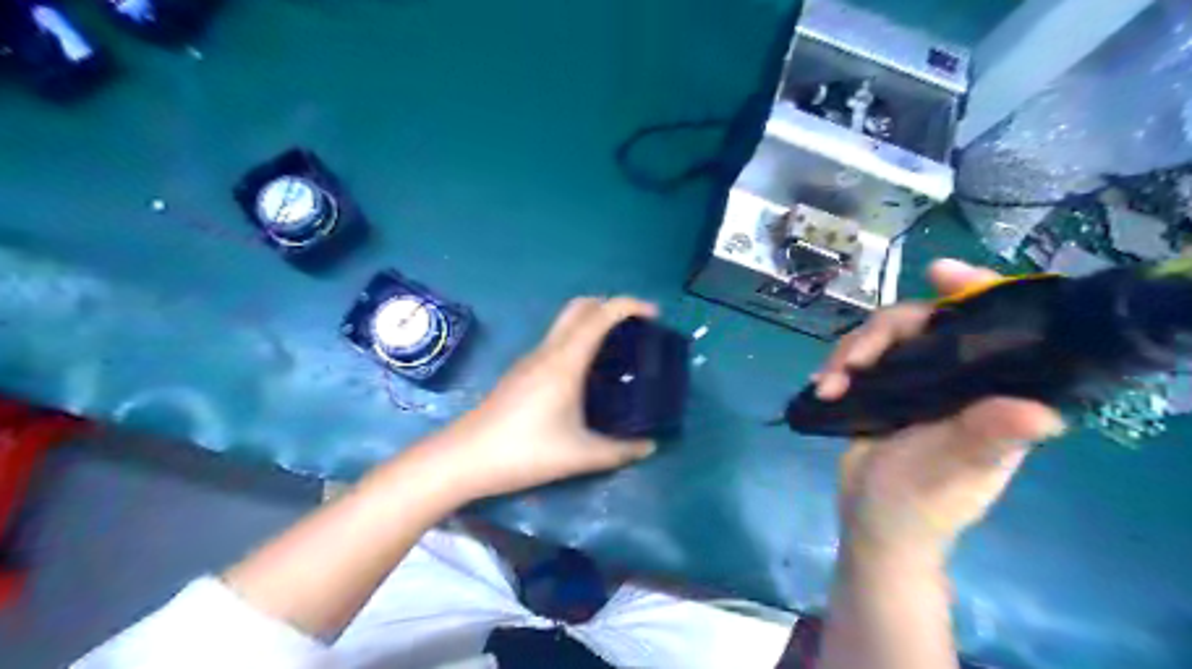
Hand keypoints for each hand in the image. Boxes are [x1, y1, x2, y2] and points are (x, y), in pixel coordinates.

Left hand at [426, 296, 655, 497]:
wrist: (464, 458)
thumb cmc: (524, 451)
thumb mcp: (580, 456)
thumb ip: (619, 451)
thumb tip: (649, 446)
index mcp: (565, 361)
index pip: (600, 315)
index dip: (629, 305)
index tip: (654, 315)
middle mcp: (547, 351)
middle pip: (580, 308)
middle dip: (610, 306)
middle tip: (636, 328)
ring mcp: (530, 359)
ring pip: (565, 323)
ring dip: (592, 323)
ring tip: (617, 350)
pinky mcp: (521, 372)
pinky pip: (556, 341)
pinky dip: (578, 340)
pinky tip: (587, 373)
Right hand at [815, 261, 1066, 563]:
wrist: (870, 524)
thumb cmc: (920, 505)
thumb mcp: (952, 473)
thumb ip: (987, 440)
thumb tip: (1043, 415)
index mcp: (988, 390)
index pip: (994, 327)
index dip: (974, 291)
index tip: (939, 272)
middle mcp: (954, 378)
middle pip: (921, 323)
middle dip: (880, 334)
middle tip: (851, 364)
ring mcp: (913, 381)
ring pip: (882, 338)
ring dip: (849, 353)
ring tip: (828, 386)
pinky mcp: (879, 389)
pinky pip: (857, 358)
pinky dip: (836, 367)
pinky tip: (821, 386)